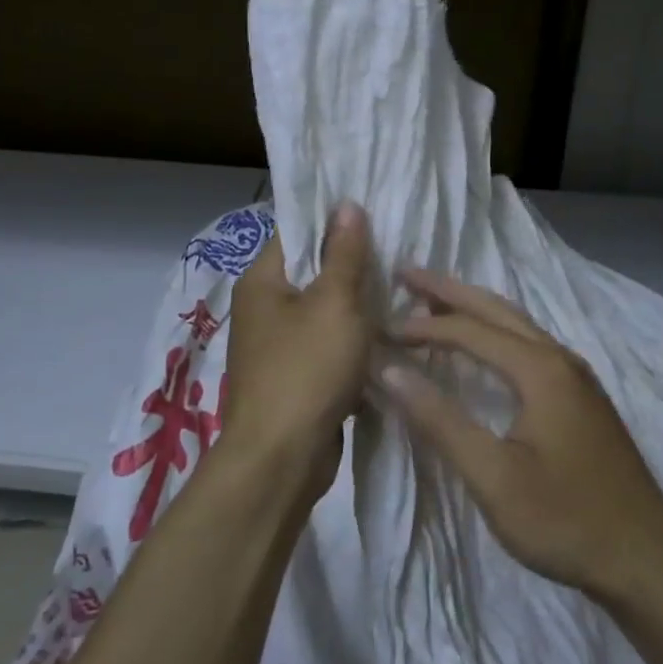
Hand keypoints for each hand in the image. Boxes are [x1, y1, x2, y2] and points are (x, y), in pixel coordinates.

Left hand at [223, 203, 376, 503]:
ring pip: (324, 312)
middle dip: (352, 264)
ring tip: (400, 287)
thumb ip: (344, 253)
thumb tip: (346, 204)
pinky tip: (388, 334)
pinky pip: (327, 346)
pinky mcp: (295, 377)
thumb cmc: (306, 369)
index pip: (296, 232)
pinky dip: (352, 340)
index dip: (332, 220)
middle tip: (398, 249)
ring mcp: (277, 346)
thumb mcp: (334, 303)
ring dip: (357, 305)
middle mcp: (263, 309)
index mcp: (262, 281)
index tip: (375, 211)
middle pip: (312, 272)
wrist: (282, 459)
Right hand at [379, 269, 662, 602]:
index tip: (381, 330)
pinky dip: (496, 332)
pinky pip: (530, 344)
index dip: (423, 327)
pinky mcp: (582, 397)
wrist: (646, 558)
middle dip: (449, 290)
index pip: (470, 330)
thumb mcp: (493, 477)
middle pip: (497, 309)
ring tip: (433, 300)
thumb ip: (440, 420)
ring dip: (474, 308)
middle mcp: (560, 359)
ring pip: (517, 324)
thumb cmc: (565, 519)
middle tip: (406, 273)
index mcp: (540, 369)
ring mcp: (577, 376)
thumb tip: (389, 369)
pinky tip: (483, 346)